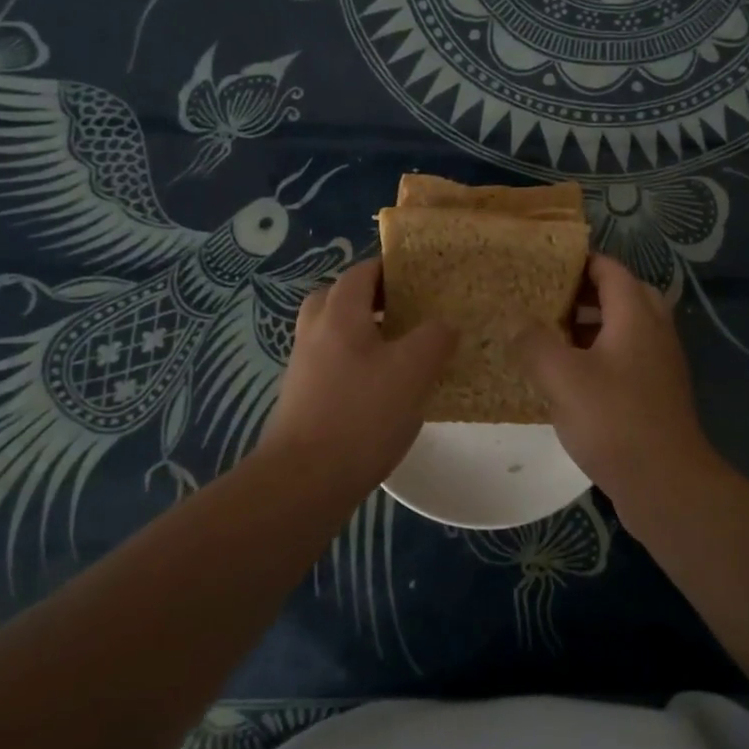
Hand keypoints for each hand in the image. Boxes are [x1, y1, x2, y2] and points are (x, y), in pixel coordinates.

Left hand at [256, 259, 455, 491]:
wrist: (304, 480)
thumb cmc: (361, 415)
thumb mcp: (413, 371)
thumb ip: (434, 339)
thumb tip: (444, 324)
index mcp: (339, 314)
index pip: (362, 272)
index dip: (391, 268)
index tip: (422, 276)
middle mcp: (315, 331)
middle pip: (341, 297)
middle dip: (373, 298)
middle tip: (408, 310)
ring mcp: (304, 365)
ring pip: (335, 332)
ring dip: (364, 332)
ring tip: (402, 350)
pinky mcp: (303, 397)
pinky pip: (332, 362)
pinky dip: (356, 362)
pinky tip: (383, 388)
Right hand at [514, 254, 717, 510]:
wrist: (666, 484)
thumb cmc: (614, 421)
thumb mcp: (562, 378)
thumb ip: (534, 343)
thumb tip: (515, 320)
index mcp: (636, 316)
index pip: (610, 269)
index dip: (579, 261)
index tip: (544, 264)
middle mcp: (654, 331)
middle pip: (622, 294)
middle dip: (584, 291)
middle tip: (547, 297)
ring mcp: (659, 363)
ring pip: (625, 327)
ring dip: (591, 323)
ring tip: (551, 332)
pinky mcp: (656, 392)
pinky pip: (627, 355)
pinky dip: (600, 352)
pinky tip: (570, 374)